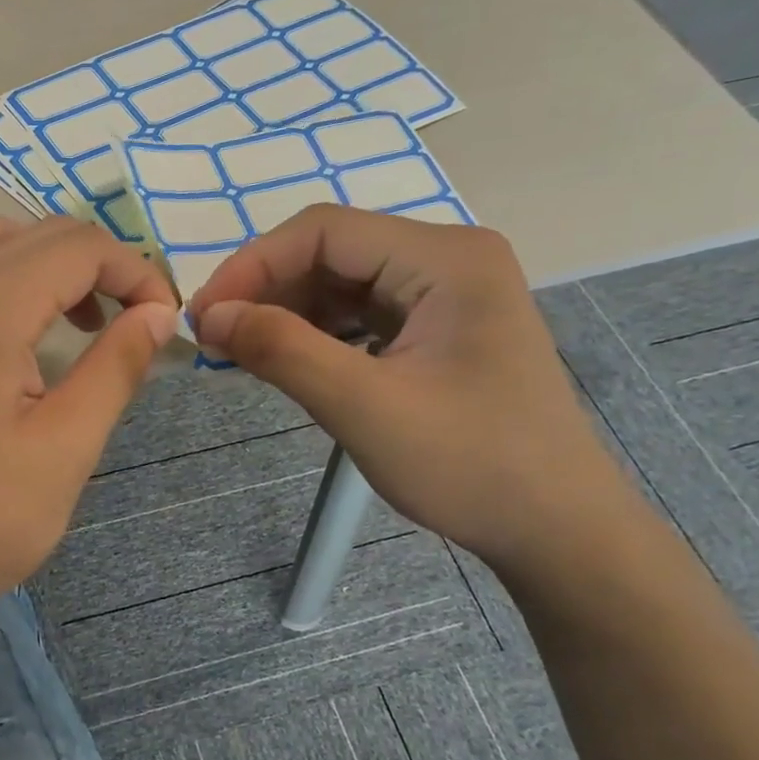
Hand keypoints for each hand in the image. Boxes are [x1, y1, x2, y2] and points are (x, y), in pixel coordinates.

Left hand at [0, 216, 178, 634]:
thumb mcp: (67, 446)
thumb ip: (116, 368)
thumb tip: (157, 315)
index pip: (80, 247)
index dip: (137, 274)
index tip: (166, 325)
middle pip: (42, 235)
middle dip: (104, 265)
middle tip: (139, 323)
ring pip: (3, 247)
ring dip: (59, 268)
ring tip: (90, 325)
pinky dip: (20, 286)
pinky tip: (36, 343)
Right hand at [186, 206, 630, 571]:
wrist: (555, 529)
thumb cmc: (469, 466)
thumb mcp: (364, 407)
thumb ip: (283, 350)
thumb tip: (210, 315)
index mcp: (445, 258)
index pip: (325, 231)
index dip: (253, 264)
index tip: (203, 316)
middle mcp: (448, 258)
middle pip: (332, 250)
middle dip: (267, 289)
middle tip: (214, 337)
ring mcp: (446, 293)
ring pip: (342, 281)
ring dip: (286, 311)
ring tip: (241, 351)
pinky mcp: (438, 327)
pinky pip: (361, 312)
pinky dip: (316, 332)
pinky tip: (287, 359)